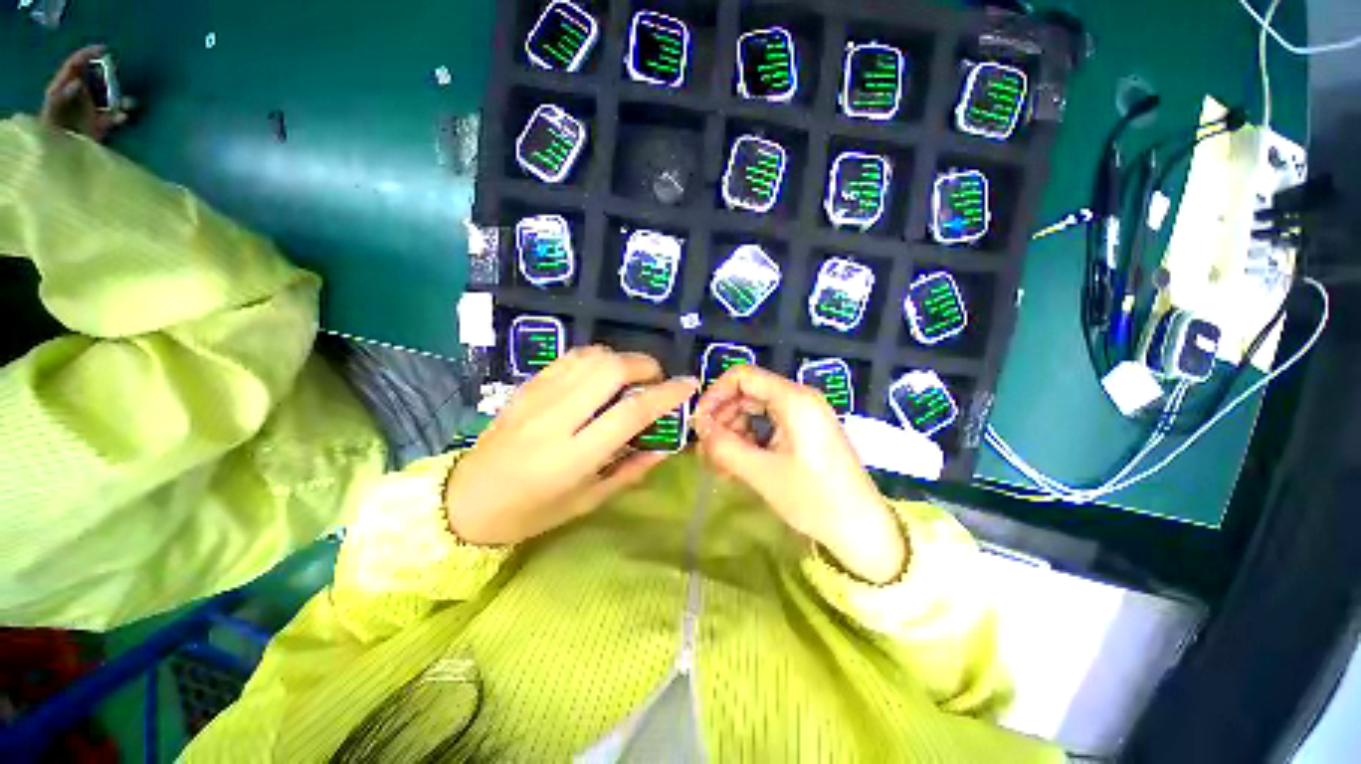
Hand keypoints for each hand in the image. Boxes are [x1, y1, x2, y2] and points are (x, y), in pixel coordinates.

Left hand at [40, 45, 129, 141]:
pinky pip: (113, 118)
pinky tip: (124, 117)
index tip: (104, 49)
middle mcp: (77, 98)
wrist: (58, 164)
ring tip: (128, 103)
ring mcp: (88, 114)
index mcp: (64, 90)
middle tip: (117, 78)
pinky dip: (120, 116)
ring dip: (119, 99)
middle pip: (94, 80)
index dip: (88, 54)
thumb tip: (78, 81)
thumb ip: (61, 95)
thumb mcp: (51, 111)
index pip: (75, 65)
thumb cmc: (51, 136)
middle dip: (107, 79)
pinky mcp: (98, 129)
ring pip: (107, 98)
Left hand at [445, 346, 697, 545]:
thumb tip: (667, 444)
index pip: (631, 412)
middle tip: (654, 381)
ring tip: (630, 378)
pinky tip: (601, 375)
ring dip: (621, 359)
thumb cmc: (532, 512)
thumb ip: (631, 469)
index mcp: (573, 456)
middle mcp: (556, 418)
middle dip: (644, 366)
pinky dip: (596, 358)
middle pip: (610, 369)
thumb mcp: (588, 500)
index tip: (689, 384)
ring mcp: (537, 397)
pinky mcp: (526, 386)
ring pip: (591, 357)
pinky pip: (570, 358)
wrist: (465, 499)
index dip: (666, 394)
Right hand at [693, 365, 906, 583]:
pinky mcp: (804, 431)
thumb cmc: (814, 499)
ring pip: (754, 410)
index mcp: (793, 399)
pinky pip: (767, 425)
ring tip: (720, 464)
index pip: (742, 376)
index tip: (700, 423)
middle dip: (723, 419)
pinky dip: (749, 440)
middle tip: (707, 451)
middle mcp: (799, 398)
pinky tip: (737, 465)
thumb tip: (698, 426)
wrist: (862, 530)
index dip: (715, 395)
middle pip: (747, 393)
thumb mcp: (761, 473)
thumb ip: (724, 445)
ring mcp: (803, 415)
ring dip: (733, 433)